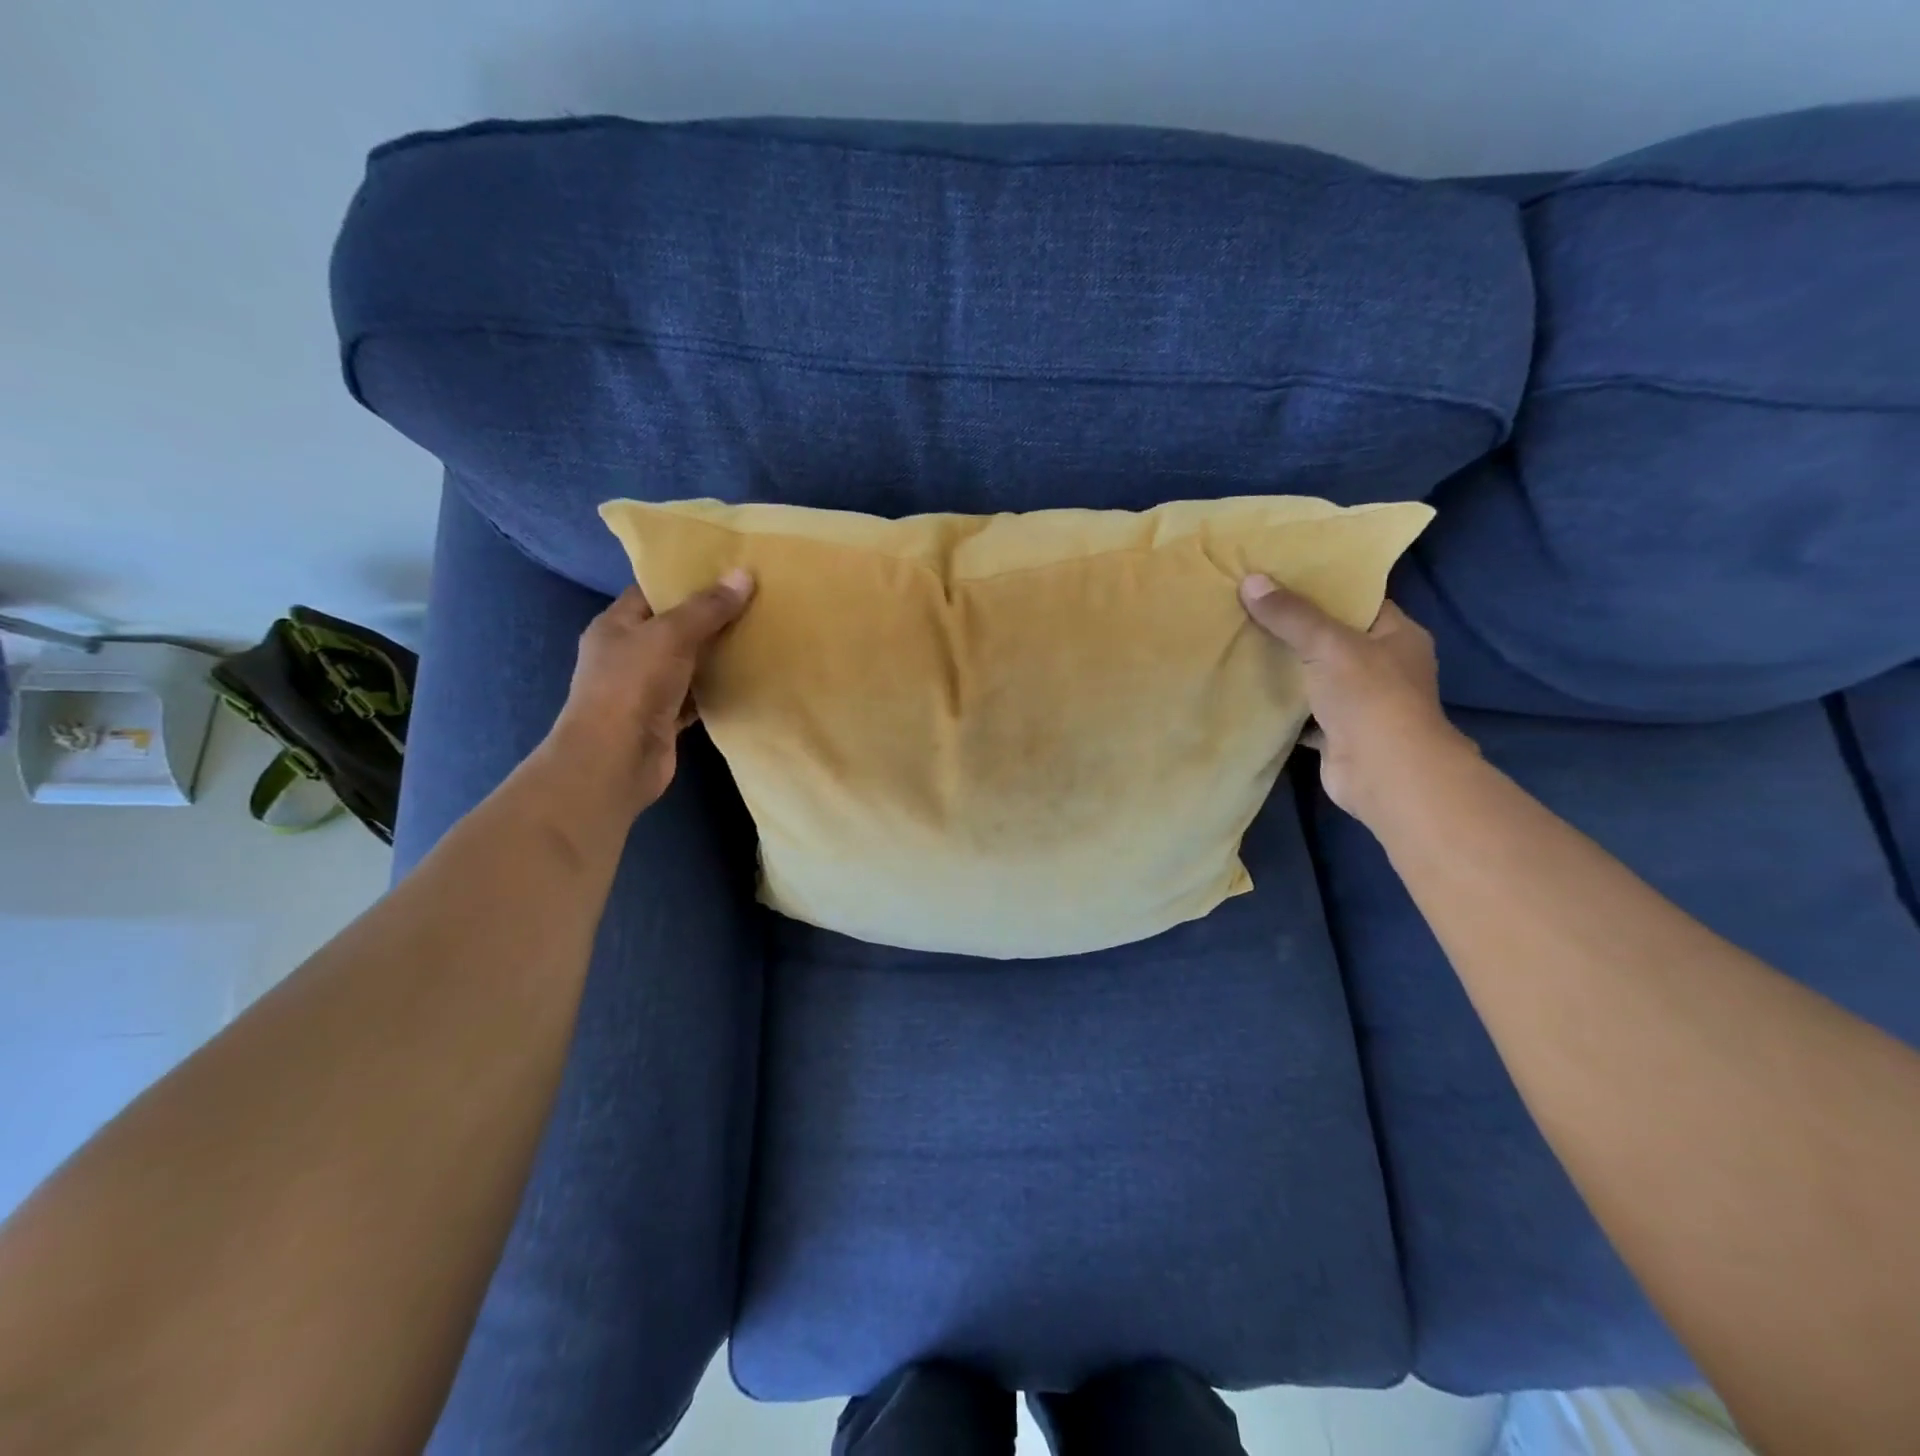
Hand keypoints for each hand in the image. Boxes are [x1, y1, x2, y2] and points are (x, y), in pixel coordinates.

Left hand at [538, 570, 754, 821]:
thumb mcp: (670, 635)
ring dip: (718, 654)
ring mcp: (646, 689)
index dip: (686, 579)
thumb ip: (707, 607)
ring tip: (759, 634)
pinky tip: (749, 677)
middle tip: (754, 600)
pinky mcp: (665, 719)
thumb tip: (744, 574)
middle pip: (674, 627)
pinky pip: (697, 696)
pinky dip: (718, 689)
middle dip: (710, 616)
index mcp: (616, 625)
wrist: (615, 760)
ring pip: (688, 663)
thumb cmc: (632, 686)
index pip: (652, 591)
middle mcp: (628, 654)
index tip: (726, 570)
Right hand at [1239, 574, 1471, 827]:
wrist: (1384, 773)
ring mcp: (1363, 703)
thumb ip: (1291, 615)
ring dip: (1287, 668)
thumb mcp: (1328, 644)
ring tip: (1242, 644)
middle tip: (1251, 608)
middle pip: (1334, 639)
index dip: (1323, 588)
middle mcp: (1385, 667)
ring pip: (1317, 677)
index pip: (1359, 601)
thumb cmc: (1369, 697)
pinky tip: (1249, 691)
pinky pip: (1304, 712)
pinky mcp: (1339, 734)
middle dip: (1296, 628)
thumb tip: (1251, 580)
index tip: (1281, 577)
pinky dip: (1282, 705)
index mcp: (1398, 636)